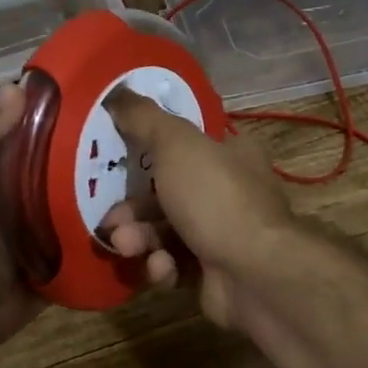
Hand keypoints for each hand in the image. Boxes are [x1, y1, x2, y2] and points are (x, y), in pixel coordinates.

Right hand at [99, 90, 296, 328]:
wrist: (256, 274)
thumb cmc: (216, 198)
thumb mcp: (176, 144)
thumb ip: (144, 118)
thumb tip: (117, 92)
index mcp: (230, 154)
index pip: (185, 145)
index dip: (149, 151)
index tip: (117, 162)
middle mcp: (229, 192)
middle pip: (167, 193)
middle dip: (134, 209)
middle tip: (111, 222)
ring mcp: (222, 235)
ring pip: (165, 232)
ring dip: (140, 239)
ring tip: (128, 247)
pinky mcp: (213, 275)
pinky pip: (176, 265)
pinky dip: (163, 267)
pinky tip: (162, 269)